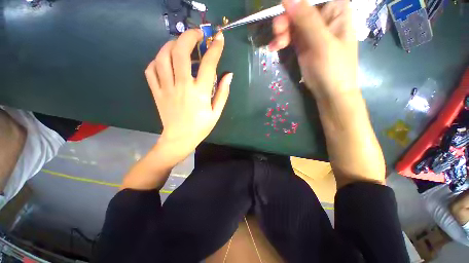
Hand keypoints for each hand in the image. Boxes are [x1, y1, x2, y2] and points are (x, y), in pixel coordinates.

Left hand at [145, 29, 232, 161]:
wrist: (179, 139)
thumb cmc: (201, 127)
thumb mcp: (216, 113)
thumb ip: (223, 93)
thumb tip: (229, 75)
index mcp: (200, 93)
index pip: (209, 64)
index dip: (215, 48)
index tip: (219, 37)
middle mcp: (182, 86)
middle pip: (181, 53)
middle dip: (189, 37)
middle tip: (197, 34)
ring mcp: (166, 88)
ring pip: (163, 57)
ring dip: (171, 44)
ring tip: (179, 43)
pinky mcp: (156, 92)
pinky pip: (151, 70)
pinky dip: (157, 60)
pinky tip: (164, 60)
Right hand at [269, 0, 356, 99]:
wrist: (330, 92)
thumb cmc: (333, 68)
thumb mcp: (321, 43)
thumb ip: (306, 19)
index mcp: (336, 10)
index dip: (296, 2)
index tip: (282, 8)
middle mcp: (324, 17)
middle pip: (300, 8)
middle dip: (286, 19)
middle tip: (277, 31)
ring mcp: (312, 31)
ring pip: (292, 22)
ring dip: (281, 32)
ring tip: (275, 45)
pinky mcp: (303, 44)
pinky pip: (290, 36)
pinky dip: (281, 40)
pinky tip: (274, 47)